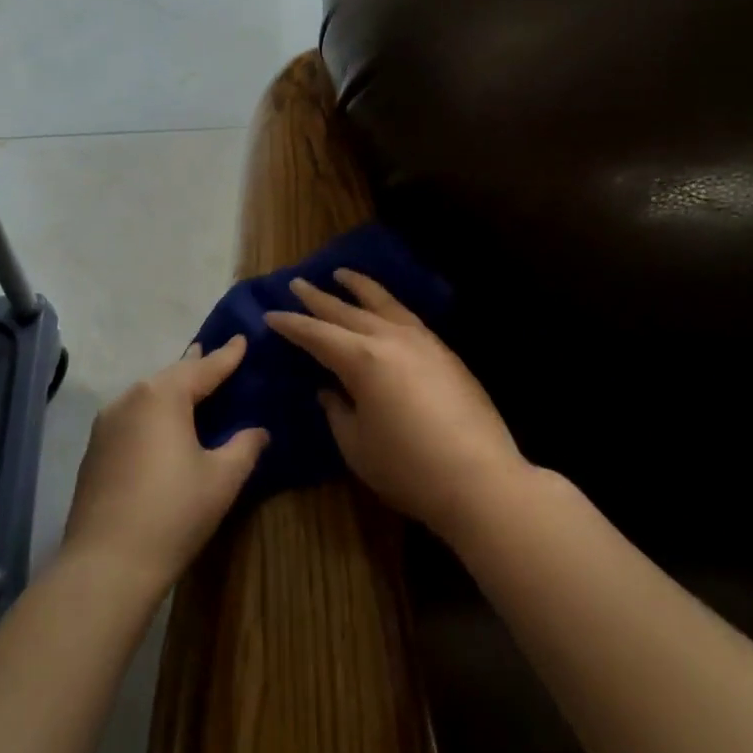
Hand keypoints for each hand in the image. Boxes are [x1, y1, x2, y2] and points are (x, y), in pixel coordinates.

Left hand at [60, 336, 266, 594]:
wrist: (106, 565)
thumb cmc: (173, 513)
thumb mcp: (222, 478)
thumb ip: (245, 446)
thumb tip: (259, 431)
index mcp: (162, 395)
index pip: (204, 367)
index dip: (227, 355)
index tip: (243, 338)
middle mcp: (130, 398)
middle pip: (171, 376)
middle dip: (196, 367)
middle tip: (218, 357)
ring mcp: (107, 423)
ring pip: (148, 395)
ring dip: (173, 390)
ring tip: (194, 387)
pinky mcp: (95, 449)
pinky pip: (133, 416)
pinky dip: (154, 413)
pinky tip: (165, 425)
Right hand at [265, 270, 525, 537]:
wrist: (481, 479)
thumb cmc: (408, 468)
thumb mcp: (357, 446)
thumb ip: (338, 412)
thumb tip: (329, 391)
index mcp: (362, 359)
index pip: (317, 334)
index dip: (291, 324)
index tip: (271, 314)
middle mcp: (390, 339)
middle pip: (347, 310)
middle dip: (318, 297)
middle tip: (296, 283)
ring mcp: (422, 341)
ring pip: (383, 303)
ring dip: (359, 287)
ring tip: (341, 274)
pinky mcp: (444, 352)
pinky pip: (406, 316)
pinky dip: (387, 305)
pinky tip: (384, 308)